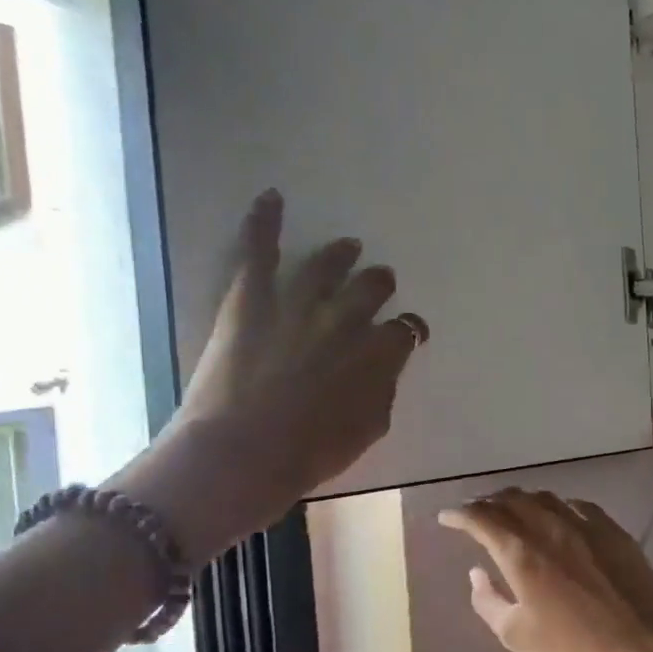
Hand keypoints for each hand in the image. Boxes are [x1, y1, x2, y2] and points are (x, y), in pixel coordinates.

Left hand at [118, 190, 427, 560]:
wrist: (244, 453)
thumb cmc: (311, 454)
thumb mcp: (367, 432)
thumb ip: (382, 394)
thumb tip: (382, 373)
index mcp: (377, 357)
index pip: (404, 333)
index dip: (409, 332)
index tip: (408, 335)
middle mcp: (345, 321)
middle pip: (371, 290)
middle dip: (378, 285)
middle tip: (379, 281)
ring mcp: (297, 305)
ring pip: (326, 266)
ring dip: (341, 255)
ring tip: (348, 246)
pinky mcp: (251, 299)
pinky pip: (259, 251)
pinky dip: (264, 222)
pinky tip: (271, 197)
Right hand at [438, 489, 652, 651]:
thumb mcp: (518, 636)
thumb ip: (489, 600)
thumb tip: (477, 572)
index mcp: (523, 554)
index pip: (482, 519)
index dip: (460, 515)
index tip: (446, 516)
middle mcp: (552, 528)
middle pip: (513, 500)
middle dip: (488, 502)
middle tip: (475, 512)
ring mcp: (589, 527)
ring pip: (546, 498)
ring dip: (522, 500)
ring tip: (512, 511)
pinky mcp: (616, 533)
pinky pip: (579, 506)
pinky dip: (558, 506)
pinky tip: (558, 516)